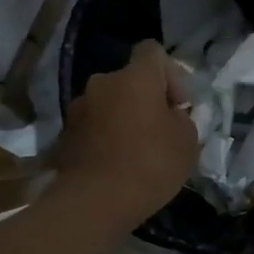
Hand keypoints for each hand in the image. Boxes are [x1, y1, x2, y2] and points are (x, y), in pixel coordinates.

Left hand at [55, 40, 197, 225]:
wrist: (95, 201)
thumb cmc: (150, 165)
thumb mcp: (187, 142)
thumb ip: (182, 119)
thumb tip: (169, 116)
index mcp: (135, 77)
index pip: (153, 51)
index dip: (171, 74)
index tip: (178, 105)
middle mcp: (102, 83)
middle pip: (130, 81)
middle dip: (146, 101)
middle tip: (160, 132)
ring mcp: (79, 108)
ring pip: (110, 104)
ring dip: (124, 119)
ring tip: (136, 152)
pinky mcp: (66, 134)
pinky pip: (94, 127)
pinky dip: (106, 138)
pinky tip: (116, 165)